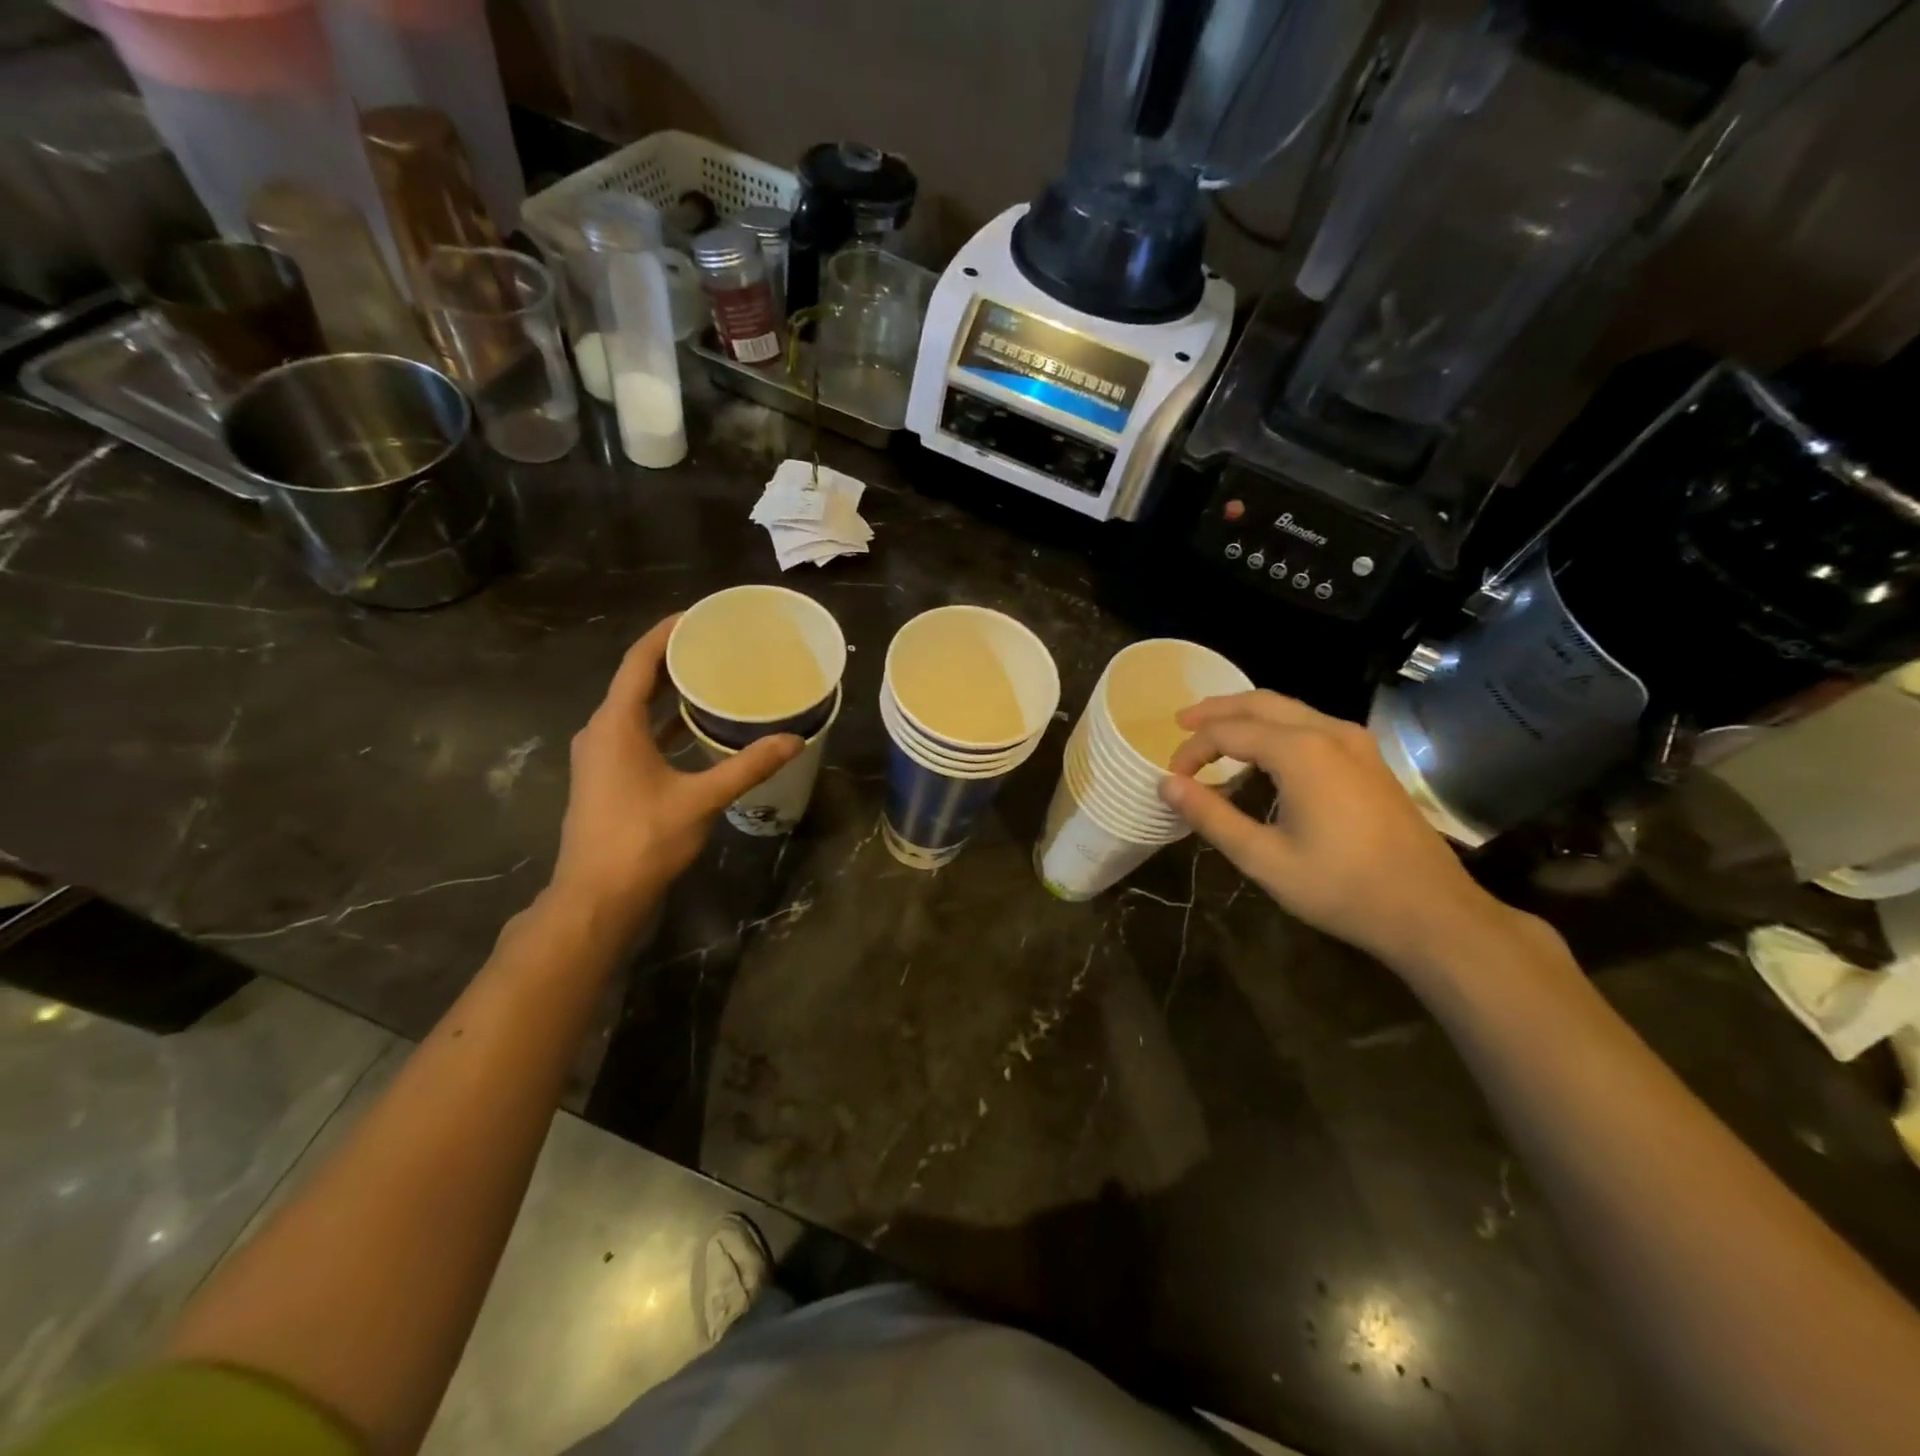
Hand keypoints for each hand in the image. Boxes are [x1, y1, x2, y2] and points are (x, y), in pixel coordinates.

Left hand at [547, 617, 800, 938]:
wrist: (597, 897)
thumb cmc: (642, 840)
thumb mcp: (701, 799)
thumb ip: (747, 766)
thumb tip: (794, 740)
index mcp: (615, 725)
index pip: (638, 662)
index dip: (666, 634)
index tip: (698, 615)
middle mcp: (601, 732)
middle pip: (636, 681)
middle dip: (672, 660)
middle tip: (715, 644)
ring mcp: (600, 757)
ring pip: (635, 710)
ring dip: (668, 693)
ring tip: (710, 679)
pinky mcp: (606, 778)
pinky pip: (636, 734)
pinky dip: (664, 724)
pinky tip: (695, 729)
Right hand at [1160, 691, 1513, 969]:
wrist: (1430, 910)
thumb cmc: (1341, 887)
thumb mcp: (1264, 859)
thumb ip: (1211, 816)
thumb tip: (1166, 784)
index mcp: (1301, 752)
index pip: (1228, 732)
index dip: (1193, 750)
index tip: (1173, 777)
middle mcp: (1329, 732)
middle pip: (1260, 703)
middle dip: (1216, 710)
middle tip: (1181, 723)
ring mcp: (1356, 742)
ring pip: (1289, 709)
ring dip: (1247, 715)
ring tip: (1214, 732)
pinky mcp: (1369, 759)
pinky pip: (1311, 725)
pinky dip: (1276, 728)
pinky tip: (1263, 754)